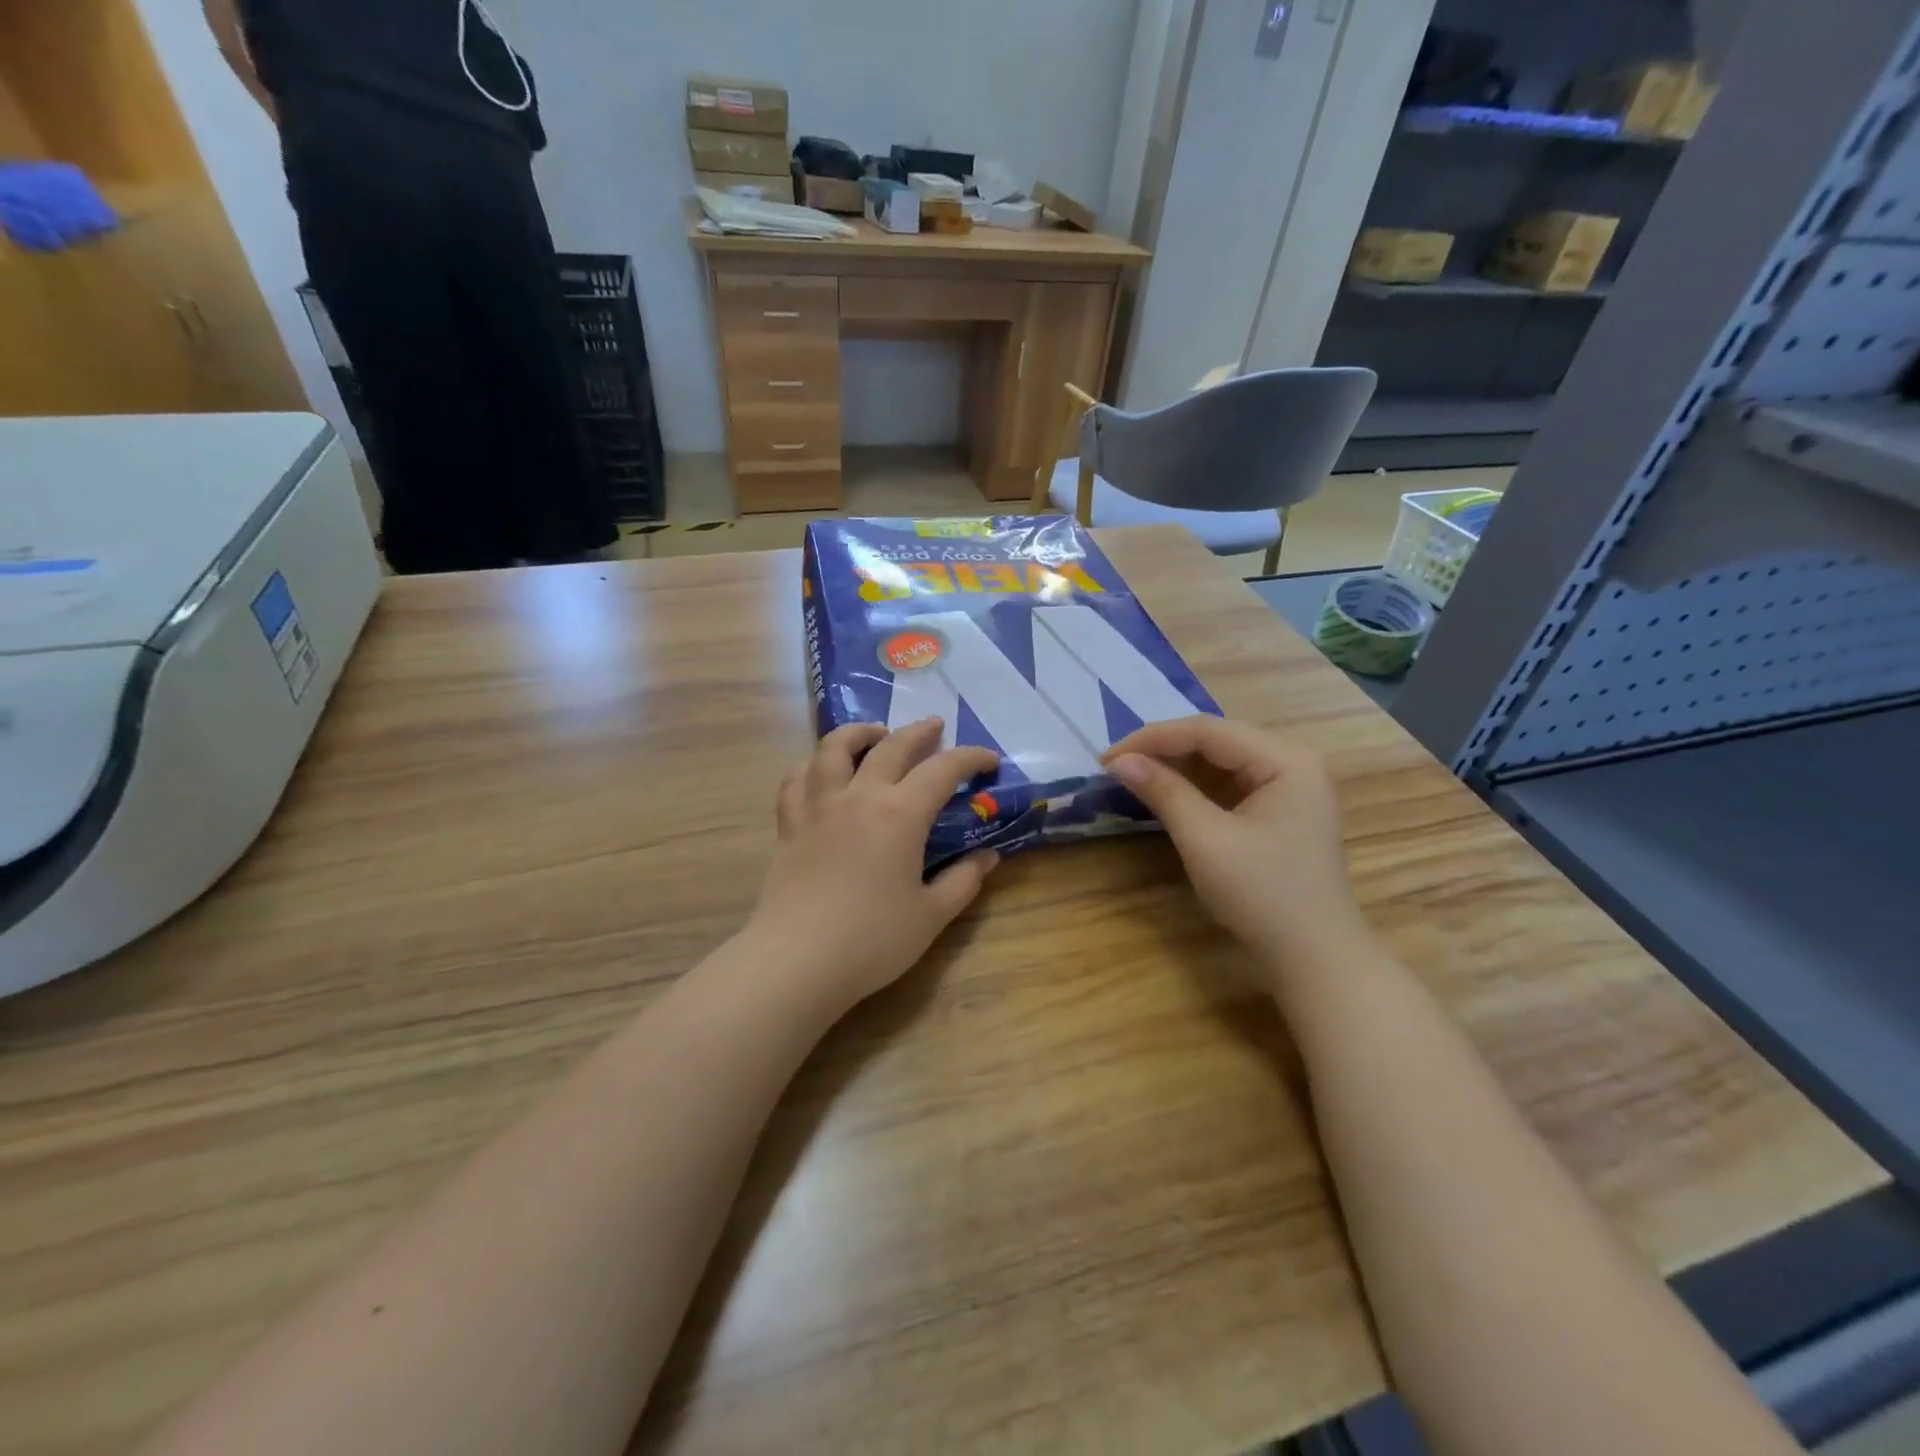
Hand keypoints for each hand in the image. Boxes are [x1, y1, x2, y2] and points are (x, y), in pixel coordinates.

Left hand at [747, 719, 1000, 1009]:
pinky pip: (796, 779)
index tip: (987, 759)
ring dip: (859, 732)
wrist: (797, 961)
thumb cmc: (872, 940)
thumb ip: (963, 881)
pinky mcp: (790, 825)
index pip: (942, 770)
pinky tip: (821, 770)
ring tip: (874, 733)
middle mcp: (859, 797)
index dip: (969, 758)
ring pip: (834, 748)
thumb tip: (988, 857)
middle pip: (891, 746)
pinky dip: (812, 765)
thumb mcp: (931, 915)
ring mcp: (818, 806)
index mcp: (900, 814)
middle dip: (918, 732)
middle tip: (935, 727)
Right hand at [1103, 717, 1372, 969]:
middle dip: (1163, 749)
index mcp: (1286, 759)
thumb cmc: (1262, 895)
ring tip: (1134, 775)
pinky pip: (1231, 781)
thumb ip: (1164, 792)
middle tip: (1116, 766)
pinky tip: (1167, 791)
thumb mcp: (1206, 840)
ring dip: (1177, 765)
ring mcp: (1291, 784)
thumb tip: (1118, 761)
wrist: (1314, 957)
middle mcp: (1293, 760)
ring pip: (1222, 759)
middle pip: (1216, 739)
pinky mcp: (1282, 807)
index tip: (1107, 758)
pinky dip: (1196, 785)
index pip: (1208, 730)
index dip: (1153, 738)